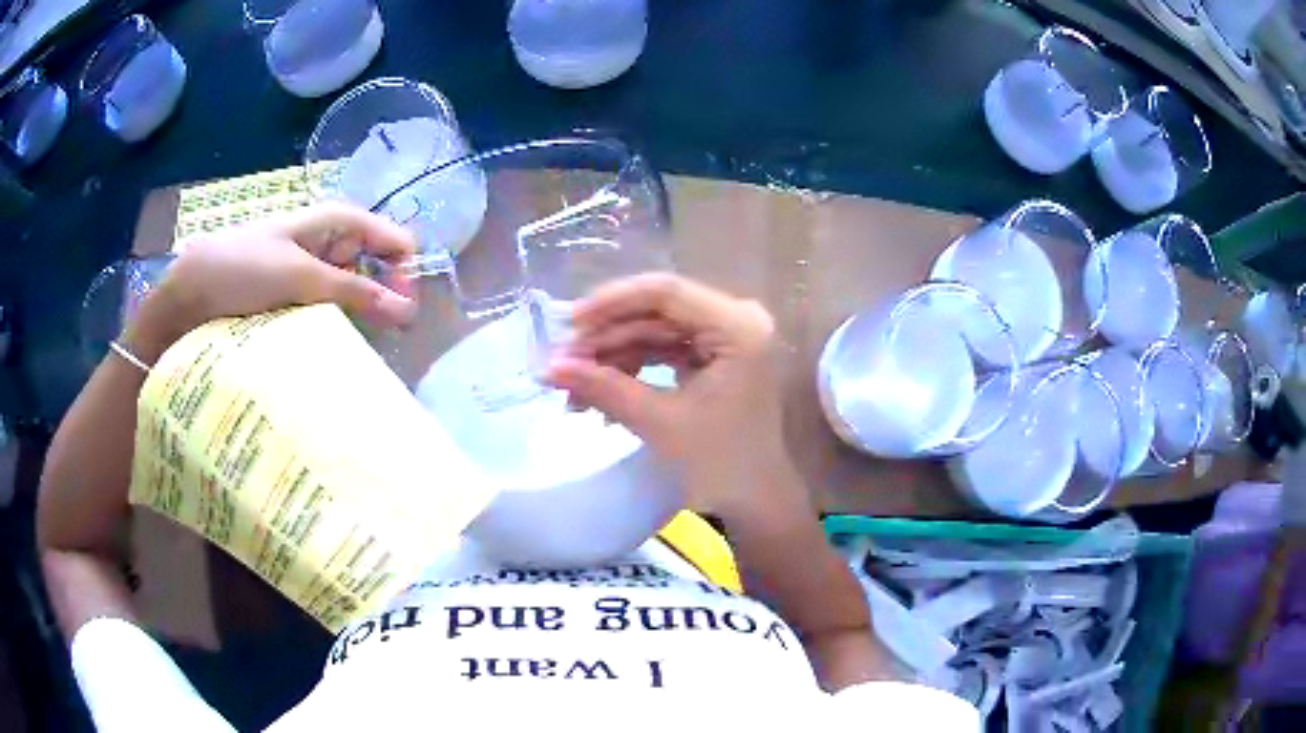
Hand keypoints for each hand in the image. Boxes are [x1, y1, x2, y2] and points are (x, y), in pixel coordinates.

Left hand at [126, 203, 416, 360]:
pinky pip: (325, 310)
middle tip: (385, 336)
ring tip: (360, 348)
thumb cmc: (243, 270)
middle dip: (381, 297)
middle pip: (372, 266)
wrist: (188, 294)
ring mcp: (307, 273)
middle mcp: (325, 243)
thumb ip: (355, 292)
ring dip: (356, 317)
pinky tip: (333, 347)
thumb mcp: (301, 277)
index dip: (402, 268)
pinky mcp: (291, 299)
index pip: (388, 237)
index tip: (406, 308)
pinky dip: (333, 327)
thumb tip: (409, 311)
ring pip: (349, 292)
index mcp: (332, 222)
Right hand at [544, 274, 799, 518]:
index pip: (666, 293)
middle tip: (561, 362)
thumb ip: (603, 387)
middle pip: (658, 312)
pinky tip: (599, 394)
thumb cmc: (719, 463)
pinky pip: (665, 351)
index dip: (611, 303)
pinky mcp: (714, 358)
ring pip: (656, 332)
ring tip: (573, 389)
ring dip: (613, 357)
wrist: (753, 502)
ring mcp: (726, 339)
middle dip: (607, 338)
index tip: (567, 324)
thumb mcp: (659, 421)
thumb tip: (547, 368)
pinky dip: (632, 369)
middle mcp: (737, 320)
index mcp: (738, 326)